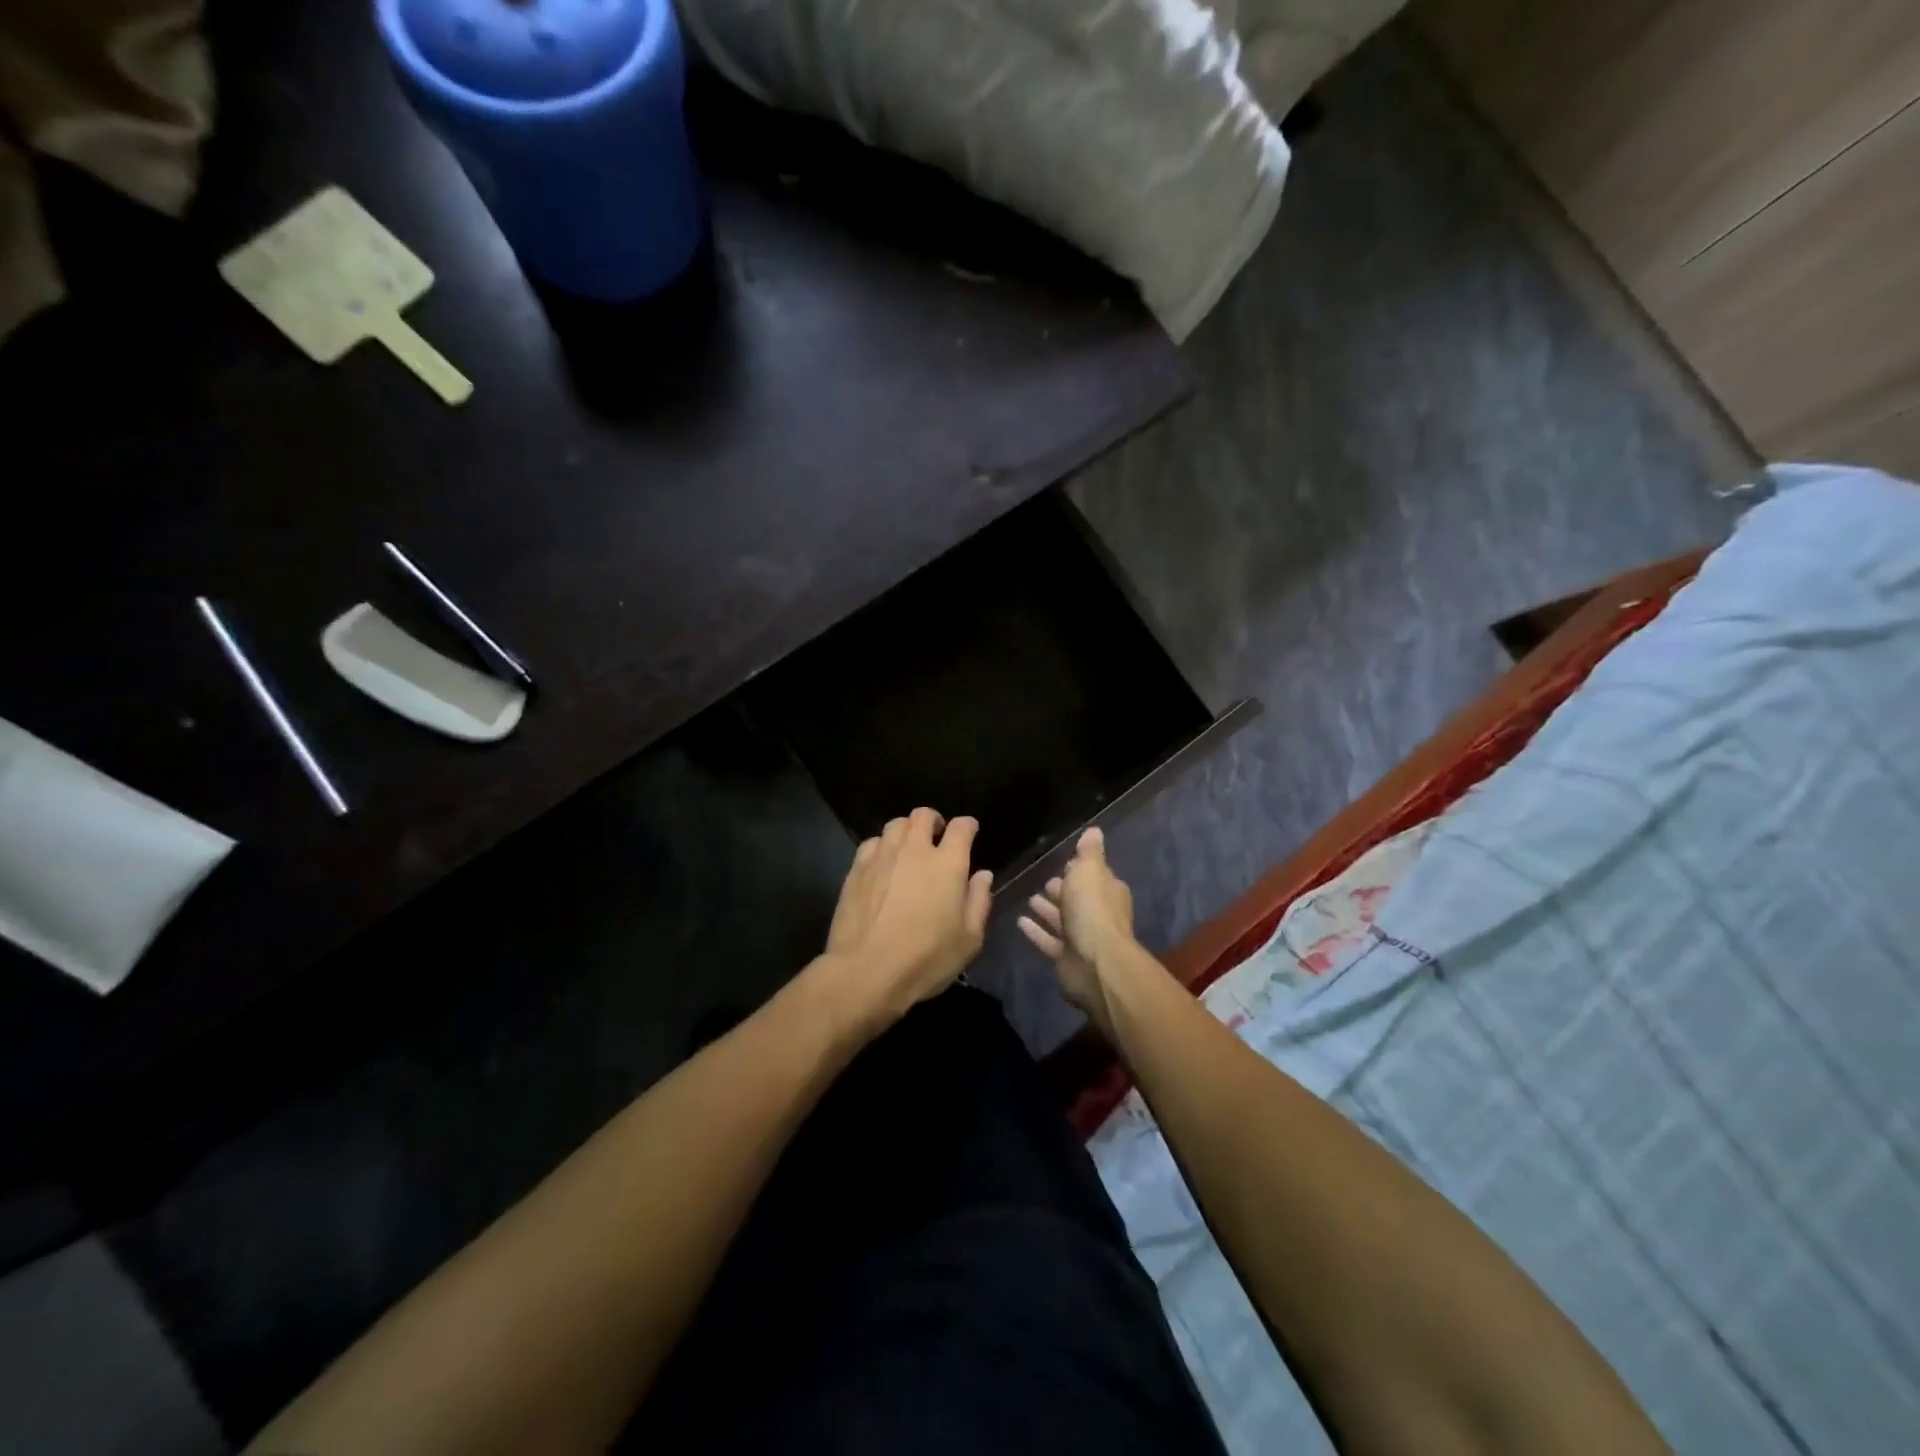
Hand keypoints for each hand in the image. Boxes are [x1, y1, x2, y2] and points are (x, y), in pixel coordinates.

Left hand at [816, 807, 992, 1037]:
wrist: (866, 971)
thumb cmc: (926, 958)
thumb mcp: (968, 940)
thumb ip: (979, 901)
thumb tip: (982, 875)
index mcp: (947, 864)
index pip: (961, 828)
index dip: (967, 826)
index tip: (969, 831)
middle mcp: (914, 850)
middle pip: (923, 815)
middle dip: (934, 820)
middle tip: (937, 836)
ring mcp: (882, 857)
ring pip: (896, 825)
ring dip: (907, 830)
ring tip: (909, 848)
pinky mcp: (857, 869)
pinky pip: (872, 843)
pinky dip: (882, 846)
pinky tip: (883, 863)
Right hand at [1017, 827, 1136, 1036]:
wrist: (1095, 963)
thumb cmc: (1092, 909)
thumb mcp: (1089, 870)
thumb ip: (1089, 852)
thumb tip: (1094, 831)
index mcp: (1107, 891)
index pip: (1093, 876)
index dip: (1079, 869)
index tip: (1062, 863)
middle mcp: (1097, 913)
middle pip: (1077, 898)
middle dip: (1062, 890)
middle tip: (1043, 881)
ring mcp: (1082, 938)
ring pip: (1063, 920)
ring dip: (1048, 910)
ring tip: (1030, 899)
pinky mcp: (1066, 958)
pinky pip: (1048, 940)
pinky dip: (1036, 931)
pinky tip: (1020, 922)